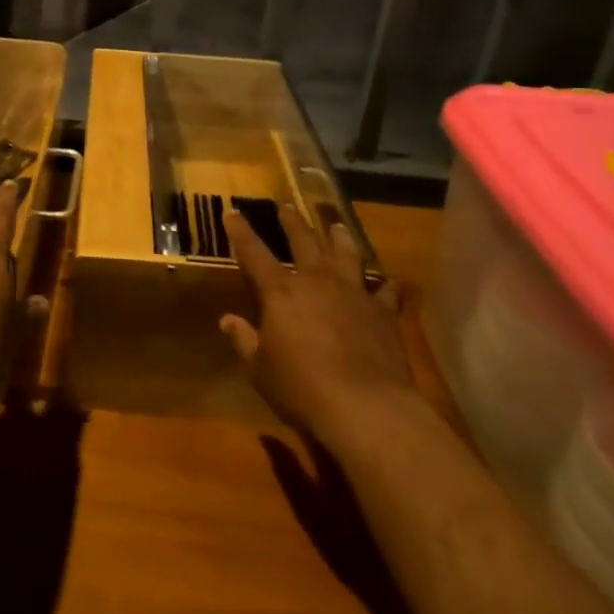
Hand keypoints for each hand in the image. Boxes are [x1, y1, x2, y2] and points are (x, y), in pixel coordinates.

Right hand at [220, 204, 409, 446]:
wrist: (366, 406)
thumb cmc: (302, 388)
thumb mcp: (260, 370)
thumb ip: (244, 340)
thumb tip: (227, 320)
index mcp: (281, 292)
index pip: (254, 253)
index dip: (241, 232)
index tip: (232, 212)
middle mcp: (317, 282)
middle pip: (303, 242)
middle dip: (292, 223)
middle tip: (286, 207)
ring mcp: (354, 293)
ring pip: (346, 254)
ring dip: (338, 237)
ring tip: (336, 225)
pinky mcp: (383, 312)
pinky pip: (383, 291)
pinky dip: (383, 285)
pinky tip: (386, 282)